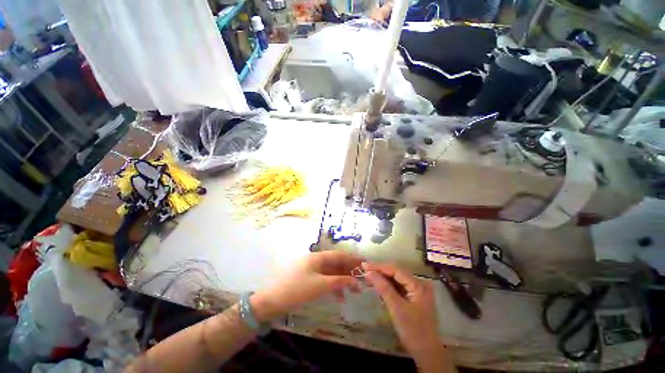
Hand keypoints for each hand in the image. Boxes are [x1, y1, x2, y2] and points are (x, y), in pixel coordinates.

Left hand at [251, 251, 362, 321]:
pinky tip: (339, 296)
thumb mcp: (321, 285)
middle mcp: (316, 260)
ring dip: (342, 280)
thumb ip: (339, 281)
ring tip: (354, 291)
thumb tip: (355, 281)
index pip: (339, 255)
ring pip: (331, 272)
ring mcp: (311, 269)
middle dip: (349, 271)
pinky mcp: (308, 278)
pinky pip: (325, 279)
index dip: (352, 258)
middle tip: (362, 279)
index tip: (364, 262)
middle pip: (336, 263)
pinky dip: (333, 285)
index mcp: (318, 257)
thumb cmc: (298, 289)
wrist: (273, 300)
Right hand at [363, 263, 449, 370]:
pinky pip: (399, 287)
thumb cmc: (412, 330)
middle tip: (365, 271)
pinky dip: (388, 286)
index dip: (379, 266)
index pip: (395, 269)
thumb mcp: (396, 308)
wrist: (426, 353)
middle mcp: (419, 283)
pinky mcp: (414, 297)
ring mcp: (417, 290)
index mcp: (418, 284)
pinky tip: (379, 285)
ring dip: (383, 278)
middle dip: (380, 271)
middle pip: (396, 272)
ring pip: (397, 279)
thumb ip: (383, 287)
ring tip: (369, 277)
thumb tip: (369, 272)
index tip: (364, 265)